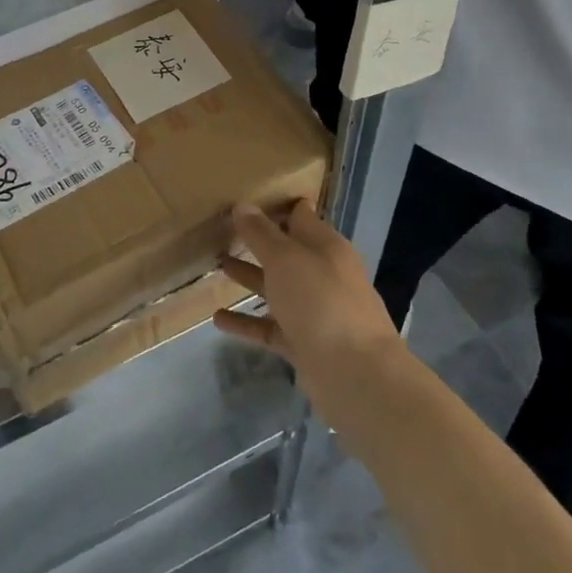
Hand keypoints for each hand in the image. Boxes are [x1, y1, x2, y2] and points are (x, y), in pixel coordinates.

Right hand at [211, 200, 403, 391]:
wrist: (355, 374)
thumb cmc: (321, 301)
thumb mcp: (285, 259)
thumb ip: (261, 233)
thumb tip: (242, 205)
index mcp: (326, 247)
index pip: (300, 216)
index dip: (275, 206)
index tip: (244, 199)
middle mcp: (322, 274)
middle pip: (286, 252)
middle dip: (257, 242)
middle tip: (221, 229)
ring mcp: (314, 310)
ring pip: (276, 288)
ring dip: (249, 277)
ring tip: (216, 264)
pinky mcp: (303, 343)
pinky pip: (269, 326)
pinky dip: (245, 322)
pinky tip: (217, 318)